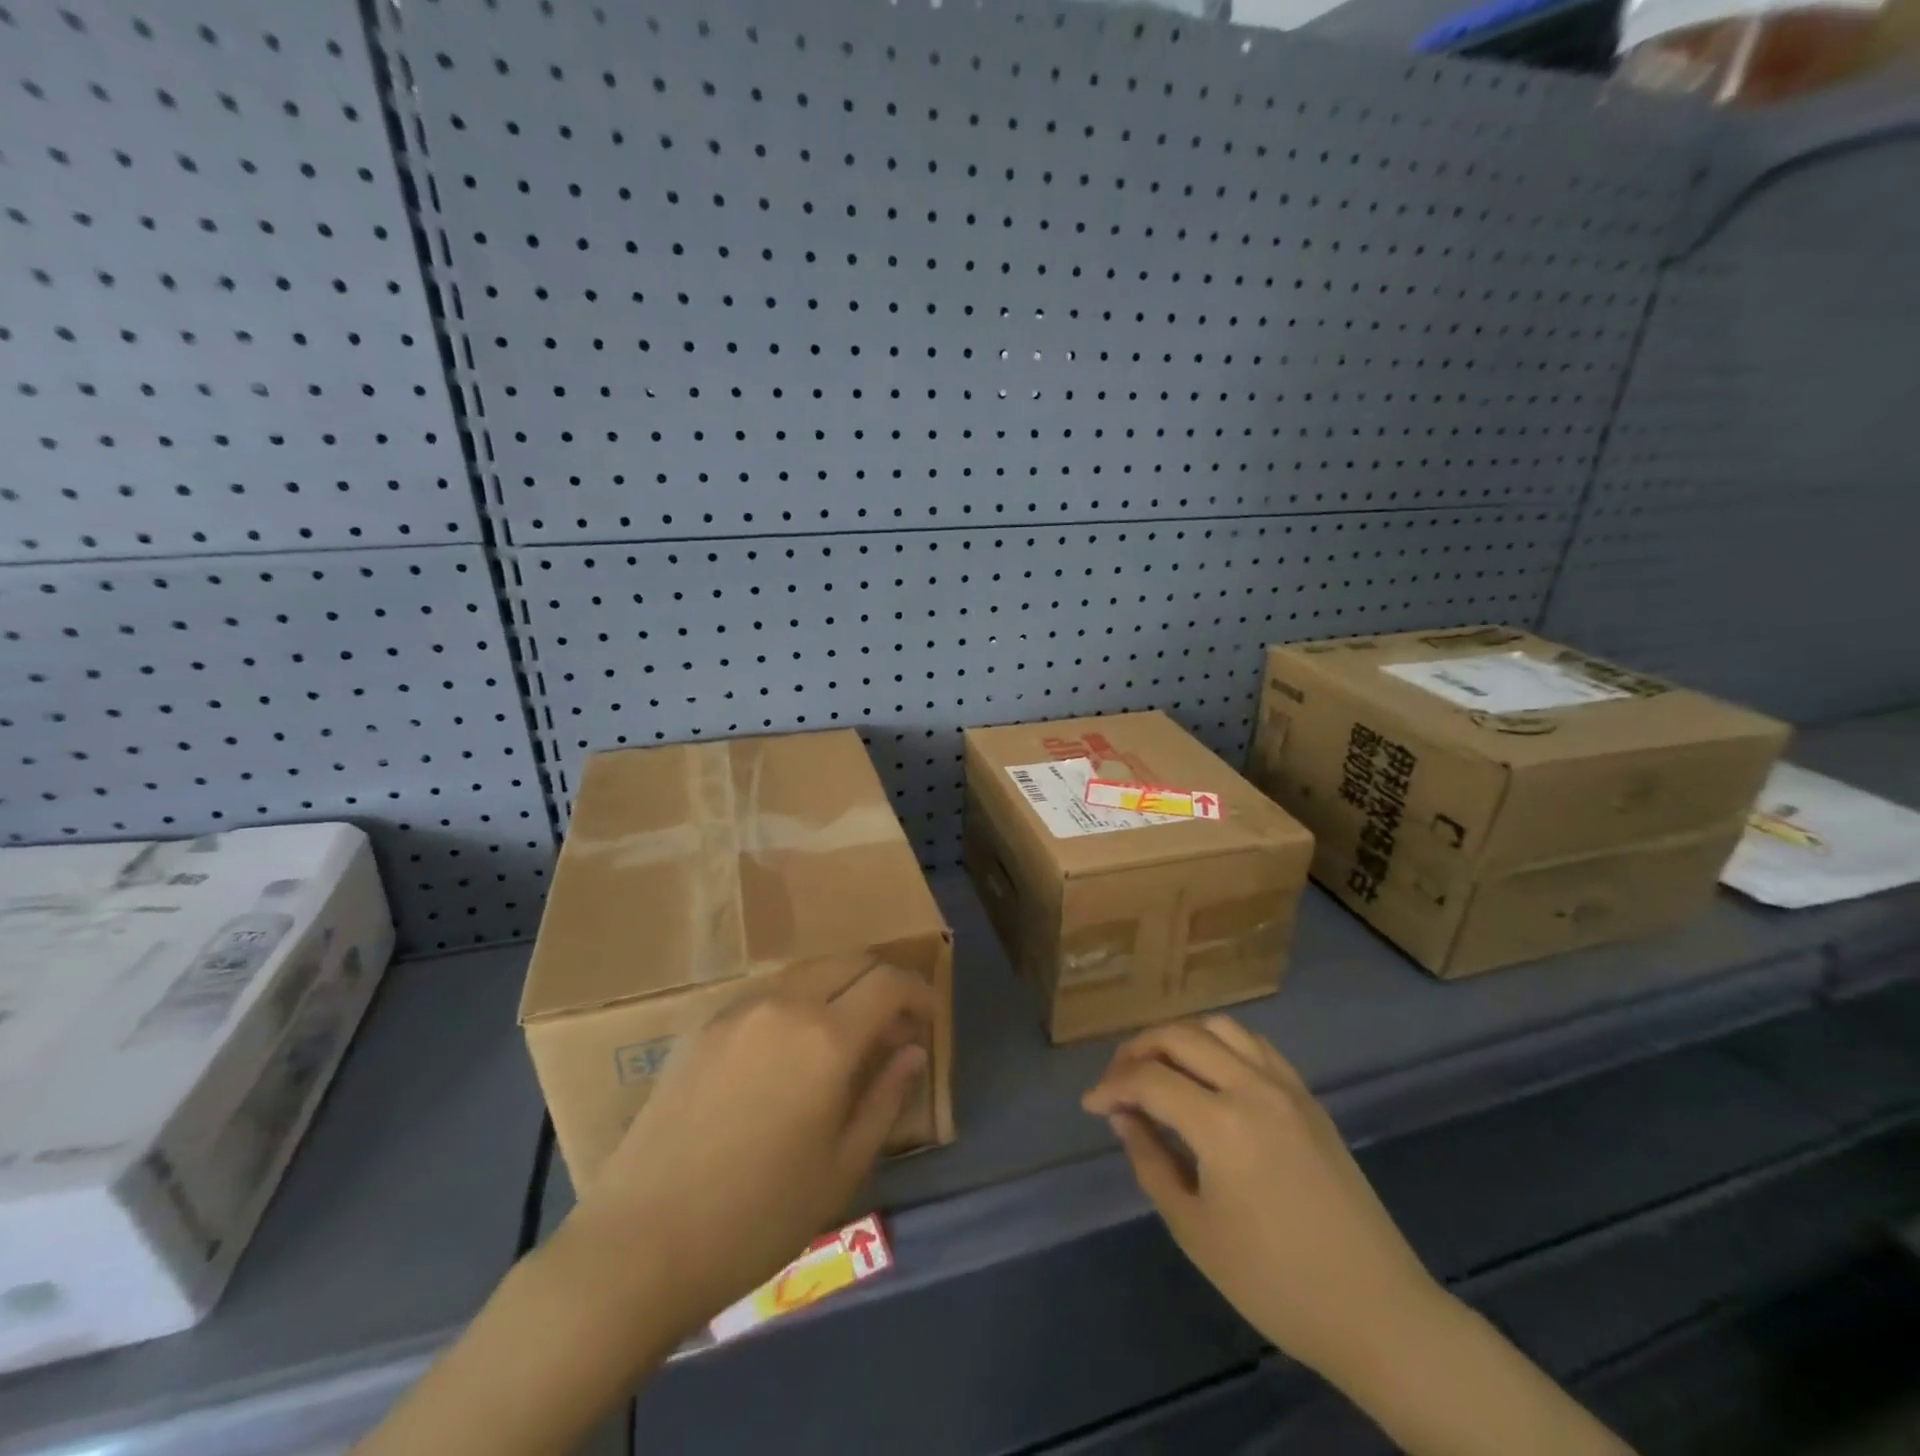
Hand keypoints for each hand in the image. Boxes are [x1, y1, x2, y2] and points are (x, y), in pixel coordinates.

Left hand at [556, 955, 932, 1343]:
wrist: (640, 1245)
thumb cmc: (757, 1218)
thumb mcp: (842, 1169)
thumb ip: (885, 1098)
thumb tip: (912, 1052)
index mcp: (826, 1038)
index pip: (888, 983)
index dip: (918, 992)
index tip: (928, 1019)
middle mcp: (784, 1005)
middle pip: (849, 962)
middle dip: (881, 983)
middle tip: (892, 1026)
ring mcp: (737, 1010)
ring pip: (806, 972)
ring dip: (838, 989)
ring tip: (844, 1036)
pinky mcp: (702, 1026)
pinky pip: (766, 994)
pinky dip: (797, 1002)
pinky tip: (789, 1049)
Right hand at [1083, 1016, 1445, 1385]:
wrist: (1377, 1311)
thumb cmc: (1275, 1282)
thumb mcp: (1195, 1229)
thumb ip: (1150, 1161)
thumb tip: (1123, 1116)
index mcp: (1222, 1123)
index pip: (1149, 1080)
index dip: (1111, 1086)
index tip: (1091, 1104)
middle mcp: (1252, 1087)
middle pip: (1180, 1036)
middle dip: (1138, 1050)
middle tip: (1118, 1081)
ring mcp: (1286, 1087)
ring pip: (1220, 1028)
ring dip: (1180, 1038)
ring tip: (1160, 1068)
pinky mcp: (1308, 1097)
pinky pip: (1255, 1045)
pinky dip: (1221, 1044)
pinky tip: (1210, 1074)